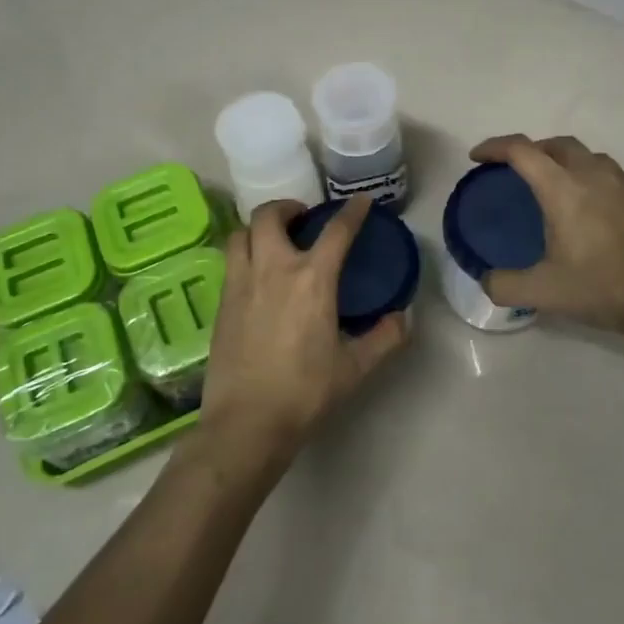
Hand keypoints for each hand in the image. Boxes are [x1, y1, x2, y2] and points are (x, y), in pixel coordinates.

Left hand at [188, 196, 407, 481]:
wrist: (247, 422)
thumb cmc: (305, 392)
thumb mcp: (355, 367)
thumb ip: (384, 338)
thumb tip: (403, 317)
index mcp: (311, 280)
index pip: (336, 232)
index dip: (352, 212)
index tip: (361, 202)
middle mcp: (272, 269)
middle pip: (270, 215)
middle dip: (287, 207)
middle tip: (302, 219)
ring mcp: (240, 283)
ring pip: (241, 233)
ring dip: (259, 227)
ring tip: (274, 240)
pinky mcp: (221, 302)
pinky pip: (230, 261)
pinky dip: (245, 253)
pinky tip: (257, 275)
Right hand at [469, 135, 623, 339]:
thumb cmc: (602, 287)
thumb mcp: (542, 292)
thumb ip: (504, 285)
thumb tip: (486, 280)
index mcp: (563, 189)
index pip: (522, 151)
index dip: (494, 147)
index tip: (478, 157)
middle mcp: (592, 175)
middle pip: (556, 144)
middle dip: (531, 150)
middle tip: (515, 170)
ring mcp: (623, 184)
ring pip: (586, 155)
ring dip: (563, 160)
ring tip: (552, 186)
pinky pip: (607, 173)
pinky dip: (587, 177)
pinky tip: (587, 208)